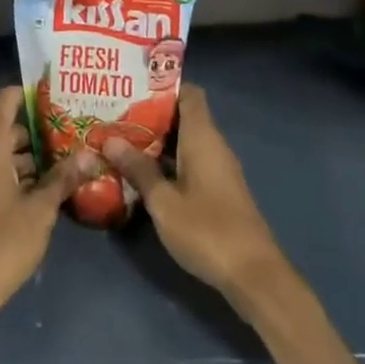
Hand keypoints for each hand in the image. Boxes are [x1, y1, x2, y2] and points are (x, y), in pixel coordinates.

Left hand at [0, 88, 85, 320]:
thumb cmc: (2, 241)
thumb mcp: (40, 209)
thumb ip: (63, 178)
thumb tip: (89, 154)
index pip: (6, 100)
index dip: (29, 92)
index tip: (57, 91)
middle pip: (7, 128)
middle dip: (39, 129)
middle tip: (74, 130)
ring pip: (3, 154)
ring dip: (31, 155)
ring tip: (68, 158)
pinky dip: (19, 173)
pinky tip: (47, 187)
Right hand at [102, 85, 295, 312]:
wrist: (254, 276)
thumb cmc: (208, 231)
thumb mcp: (163, 201)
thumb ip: (138, 169)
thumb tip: (110, 139)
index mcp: (203, 137)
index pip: (188, 93)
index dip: (162, 86)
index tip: (131, 88)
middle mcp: (213, 146)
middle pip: (182, 116)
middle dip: (149, 115)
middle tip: (113, 115)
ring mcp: (217, 170)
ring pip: (184, 142)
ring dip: (155, 141)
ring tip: (118, 140)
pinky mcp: (218, 191)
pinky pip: (189, 162)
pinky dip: (167, 161)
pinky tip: (141, 173)